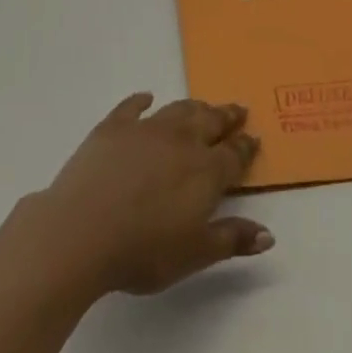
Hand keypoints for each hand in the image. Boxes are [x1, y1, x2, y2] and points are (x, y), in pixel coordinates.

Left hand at [18, 93, 272, 297]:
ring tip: (203, 106)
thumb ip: (231, 239)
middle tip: (238, 109)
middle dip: (226, 117)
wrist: (83, 230)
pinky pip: (132, 107)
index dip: (245, 147)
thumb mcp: (194, 254)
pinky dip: (142, 100)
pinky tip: (146, 98)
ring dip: (194, 108)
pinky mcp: (113, 127)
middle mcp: (180, 141)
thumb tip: (268, 233)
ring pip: (178, 110)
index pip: (233, 155)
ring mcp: (146, 129)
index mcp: (204, 171)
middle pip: (209, 122)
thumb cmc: (143, 250)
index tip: (254, 138)